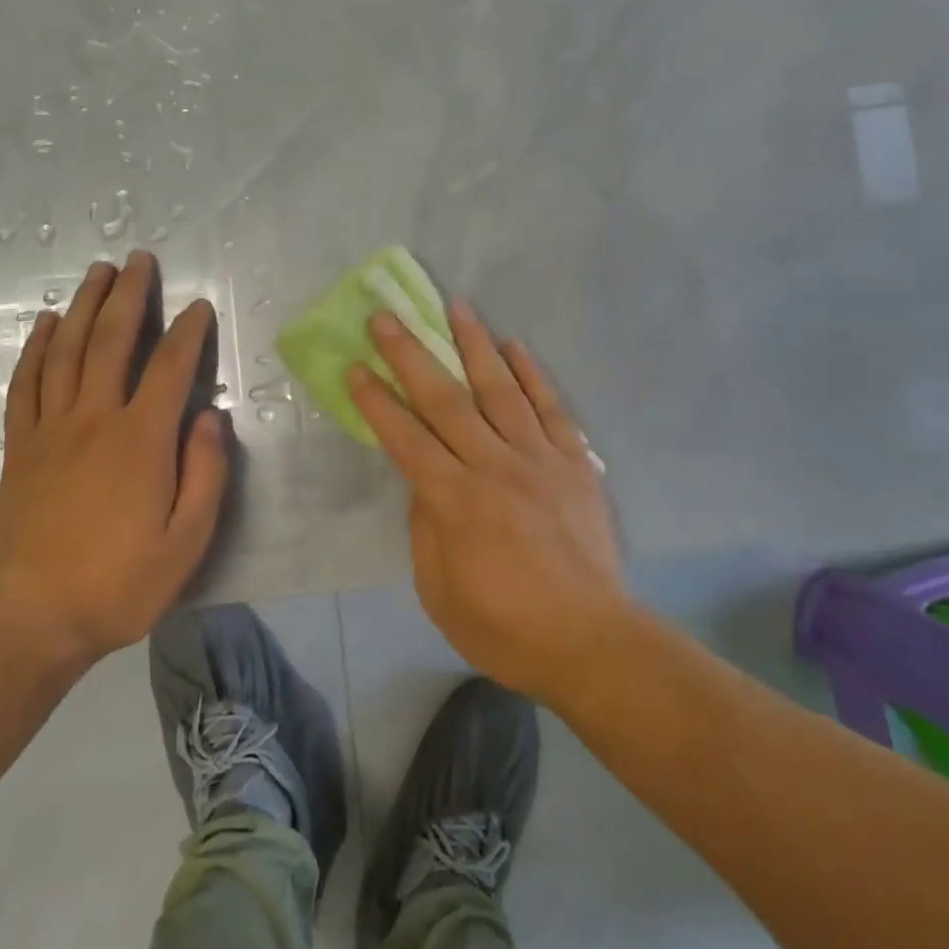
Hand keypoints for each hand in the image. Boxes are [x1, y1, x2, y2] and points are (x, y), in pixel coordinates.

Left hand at [0, 251, 230, 669]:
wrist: (29, 618)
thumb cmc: (118, 583)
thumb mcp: (187, 542)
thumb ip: (206, 473)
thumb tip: (211, 416)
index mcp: (141, 440)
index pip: (170, 367)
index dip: (188, 331)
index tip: (198, 306)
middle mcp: (94, 419)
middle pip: (110, 341)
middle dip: (128, 295)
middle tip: (139, 259)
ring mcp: (51, 429)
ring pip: (66, 350)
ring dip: (82, 306)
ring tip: (97, 273)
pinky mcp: (21, 447)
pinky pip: (26, 383)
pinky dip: (35, 348)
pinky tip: (44, 324)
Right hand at [348, 300, 627, 703]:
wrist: (591, 642)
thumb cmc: (506, 628)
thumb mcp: (440, 592)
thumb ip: (425, 530)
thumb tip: (425, 484)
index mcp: (455, 501)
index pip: (405, 438)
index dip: (377, 401)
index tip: (356, 366)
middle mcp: (494, 466)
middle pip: (446, 400)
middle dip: (411, 355)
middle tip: (388, 317)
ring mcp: (539, 459)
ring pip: (500, 389)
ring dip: (474, 344)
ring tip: (455, 305)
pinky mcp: (575, 463)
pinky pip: (551, 408)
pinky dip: (533, 374)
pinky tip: (515, 346)